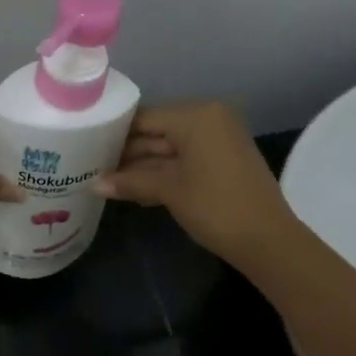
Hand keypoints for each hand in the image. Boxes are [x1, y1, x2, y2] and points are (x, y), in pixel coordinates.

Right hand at [94, 101, 299, 265]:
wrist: (267, 240)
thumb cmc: (215, 207)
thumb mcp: (169, 191)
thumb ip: (130, 182)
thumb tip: (94, 185)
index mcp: (196, 116)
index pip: (145, 117)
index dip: (115, 134)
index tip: (88, 148)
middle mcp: (209, 118)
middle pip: (158, 131)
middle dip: (128, 152)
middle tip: (94, 168)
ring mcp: (219, 138)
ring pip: (170, 147)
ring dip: (144, 166)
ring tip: (109, 182)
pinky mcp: (224, 158)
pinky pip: (187, 157)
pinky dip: (165, 171)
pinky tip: (138, 188)